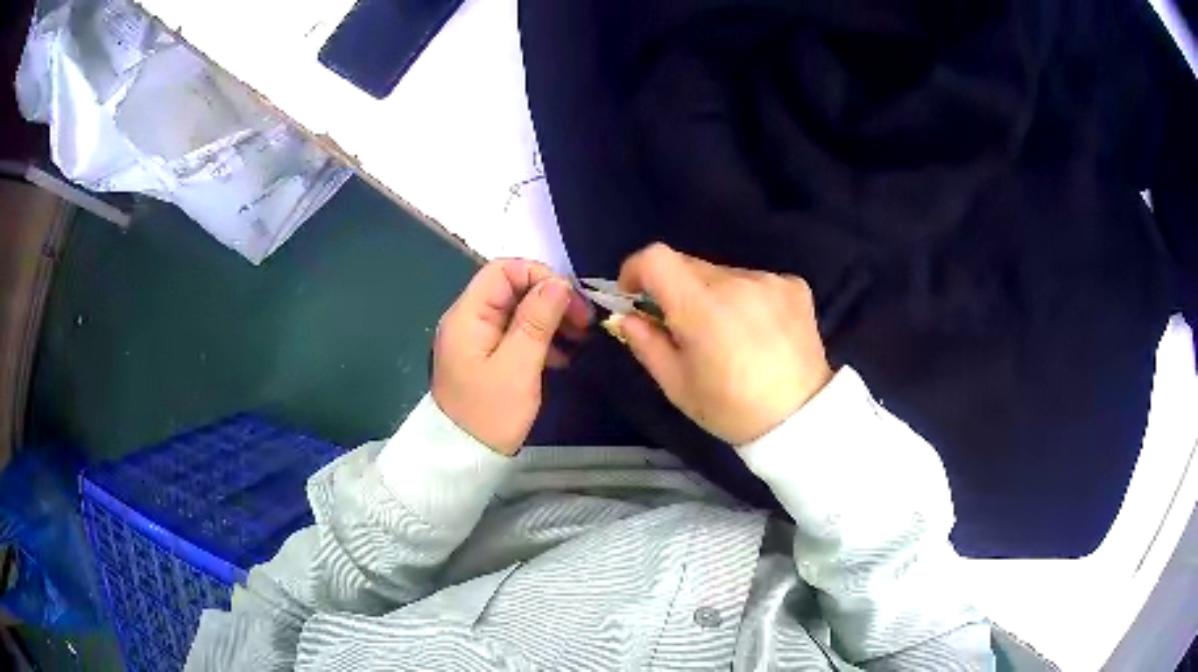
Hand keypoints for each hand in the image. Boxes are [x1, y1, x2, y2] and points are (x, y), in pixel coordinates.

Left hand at [432, 259, 590, 454]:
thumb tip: (558, 282)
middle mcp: (468, 319)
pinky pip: (515, 334)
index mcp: (468, 315)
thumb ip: (536, 320)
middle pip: (512, 288)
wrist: (464, 458)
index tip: (570, 301)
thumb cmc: (490, 414)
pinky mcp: (485, 357)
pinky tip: (561, 357)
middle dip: (550, 298)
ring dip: (549, 319)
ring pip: (517, 311)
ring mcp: (476, 339)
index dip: (540, 276)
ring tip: (579, 340)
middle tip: (583, 322)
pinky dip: (540, 339)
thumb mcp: (518, 366)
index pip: (503, 270)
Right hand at [617, 243, 832, 445]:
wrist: (800, 419)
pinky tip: (760, 331)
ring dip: (715, 294)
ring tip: (729, 334)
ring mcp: (769, 280)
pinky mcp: (795, 286)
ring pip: (724, 274)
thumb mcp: (676, 384)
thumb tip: (627, 316)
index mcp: (701, 306)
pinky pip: (756, 282)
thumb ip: (645, 343)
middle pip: (689, 265)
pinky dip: (748, 298)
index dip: (636, 269)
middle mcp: (736, 281)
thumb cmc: (730, 409)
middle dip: (675, 288)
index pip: (656, 258)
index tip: (634, 294)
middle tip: (684, 325)